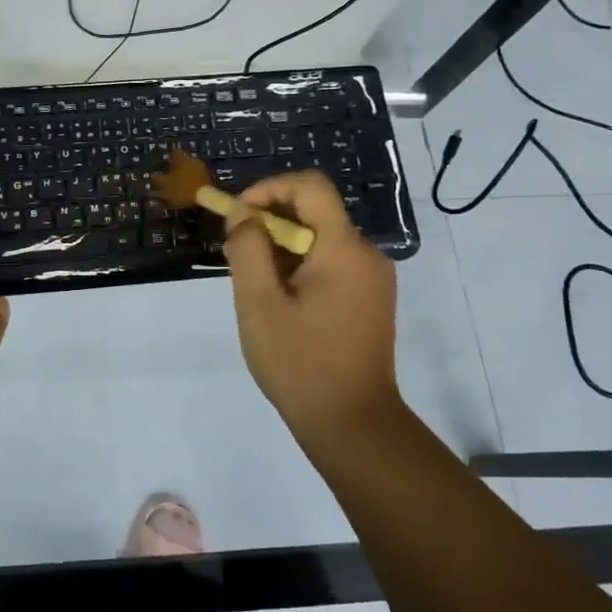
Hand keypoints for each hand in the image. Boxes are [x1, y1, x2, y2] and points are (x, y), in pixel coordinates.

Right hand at [222, 169, 401, 447]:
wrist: (354, 425)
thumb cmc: (301, 363)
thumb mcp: (258, 304)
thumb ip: (247, 249)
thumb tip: (244, 214)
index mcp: (344, 249)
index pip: (310, 186)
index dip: (269, 188)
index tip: (238, 216)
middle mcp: (367, 254)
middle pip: (314, 212)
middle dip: (270, 222)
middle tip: (237, 254)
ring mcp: (373, 279)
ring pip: (320, 239)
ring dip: (282, 248)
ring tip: (255, 286)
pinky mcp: (372, 299)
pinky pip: (331, 263)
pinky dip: (300, 267)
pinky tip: (281, 303)